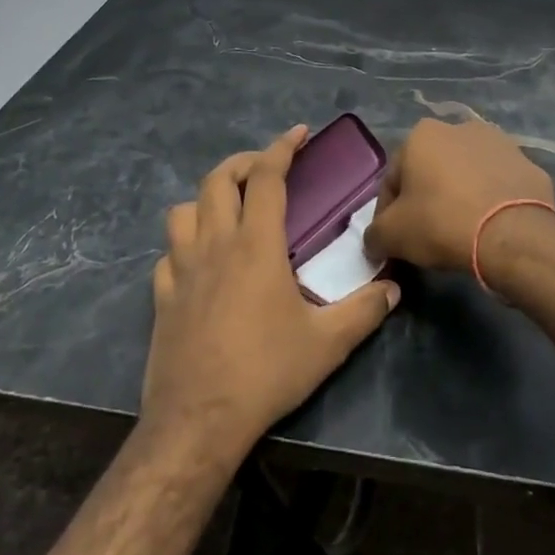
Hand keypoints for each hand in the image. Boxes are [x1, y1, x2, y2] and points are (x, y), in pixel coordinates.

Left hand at [141, 125, 400, 462]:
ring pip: (183, 210)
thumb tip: (393, 288)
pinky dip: (183, 245)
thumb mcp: (328, 344)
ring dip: (206, 199)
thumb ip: (364, 310)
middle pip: (218, 180)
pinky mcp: (161, 297)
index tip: (298, 134)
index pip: (266, 178)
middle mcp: (214, 245)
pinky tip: (198, 263)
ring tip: (229, 211)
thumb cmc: (266, 373)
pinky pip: (167, 255)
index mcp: (256, 245)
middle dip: (243, 163)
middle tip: (266, 169)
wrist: (199, 420)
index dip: (282, 148)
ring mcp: (181, 270)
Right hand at [364, 117, 554, 272]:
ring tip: (461, 231)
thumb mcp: (393, 235)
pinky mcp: (529, 164)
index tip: (393, 240)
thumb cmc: (443, 223)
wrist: (514, 235)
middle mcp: (460, 128)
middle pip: (431, 170)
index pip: (393, 179)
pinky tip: (489, 228)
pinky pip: (498, 185)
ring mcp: (499, 143)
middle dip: (426, 198)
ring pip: (466, 174)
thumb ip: (375, 234)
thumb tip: (374, 242)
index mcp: (422, 134)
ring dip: (460, 195)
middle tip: (426, 235)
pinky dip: (490, 202)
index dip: (388, 213)